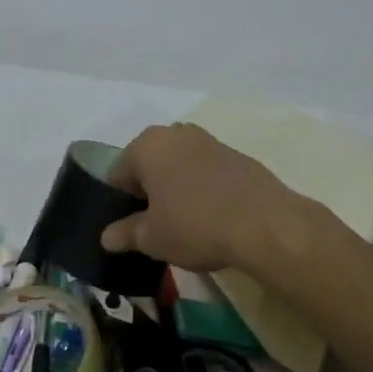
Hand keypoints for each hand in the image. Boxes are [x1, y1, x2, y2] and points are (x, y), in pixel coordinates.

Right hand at [99, 124, 304, 273]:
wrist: (266, 224)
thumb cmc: (195, 226)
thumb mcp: (152, 238)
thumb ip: (125, 234)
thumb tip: (107, 237)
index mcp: (147, 146)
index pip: (118, 174)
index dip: (120, 203)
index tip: (130, 228)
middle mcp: (175, 133)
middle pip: (149, 164)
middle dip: (149, 191)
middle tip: (156, 225)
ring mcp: (208, 140)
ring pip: (178, 165)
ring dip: (176, 188)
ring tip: (185, 222)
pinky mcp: (235, 154)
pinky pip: (205, 170)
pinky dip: (202, 187)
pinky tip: (212, 215)